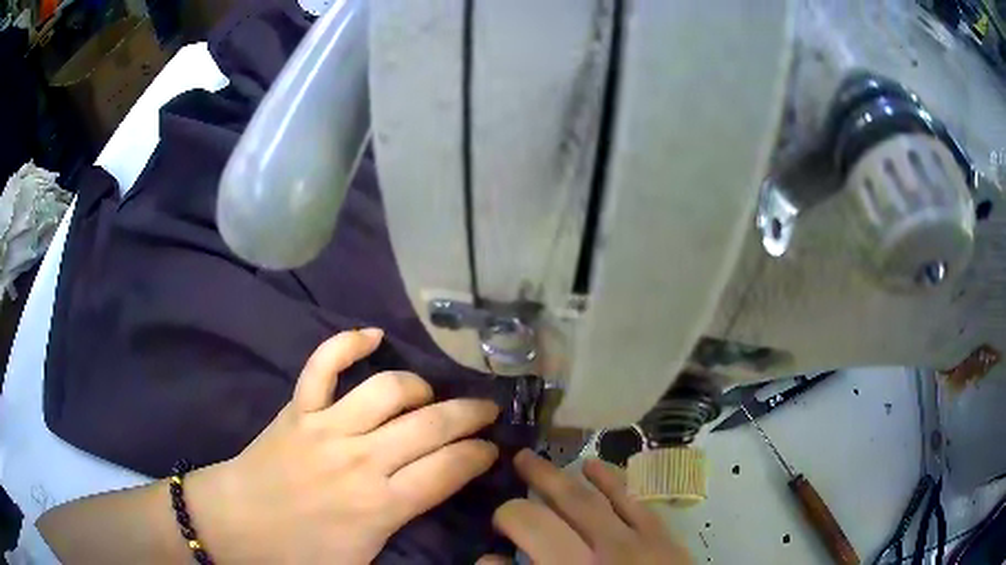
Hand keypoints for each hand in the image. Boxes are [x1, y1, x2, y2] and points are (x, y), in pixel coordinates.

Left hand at [186, 329, 500, 562]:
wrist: (238, 523)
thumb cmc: (299, 553)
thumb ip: (405, 541)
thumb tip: (437, 510)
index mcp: (380, 505)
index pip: (449, 469)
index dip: (479, 455)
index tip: (491, 449)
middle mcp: (361, 459)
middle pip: (432, 425)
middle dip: (470, 415)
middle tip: (486, 412)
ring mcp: (327, 426)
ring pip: (389, 389)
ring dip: (420, 387)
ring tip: (431, 395)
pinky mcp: (298, 408)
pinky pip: (324, 364)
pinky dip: (348, 343)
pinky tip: (371, 335)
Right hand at [487, 450, 691, 563]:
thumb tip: (491, 558)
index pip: (529, 529)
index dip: (505, 520)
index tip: (495, 532)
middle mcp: (602, 552)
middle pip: (557, 508)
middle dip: (531, 486)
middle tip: (513, 466)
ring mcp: (636, 541)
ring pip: (591, 498)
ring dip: (560, 477)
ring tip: (535, 459)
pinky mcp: (662, 538)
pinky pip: (634, 500)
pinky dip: (611, 480)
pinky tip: (593, 466)